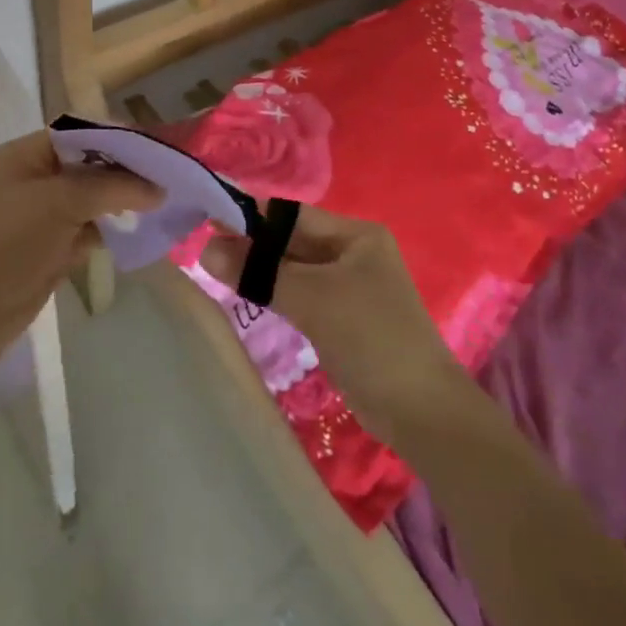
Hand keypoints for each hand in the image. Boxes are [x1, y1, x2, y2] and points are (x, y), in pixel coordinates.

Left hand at [0, 131, 162, 368]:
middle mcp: (36, 178)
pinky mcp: (51, 248)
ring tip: (165, 203)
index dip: (121, 138)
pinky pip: (90, 230)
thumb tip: (158, 188)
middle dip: (128, 170)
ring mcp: (43, 215)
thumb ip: (112, 187)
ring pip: (93, 199)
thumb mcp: (60, 202)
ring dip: (124, 201)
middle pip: (91, 164)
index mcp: (28, 154)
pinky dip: (113, 230)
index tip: (160, 149)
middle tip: (170, 178)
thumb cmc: (7, 243)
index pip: (82, 132)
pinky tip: (142, 232)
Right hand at [199, 205, 469, 445]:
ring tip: (216, 270)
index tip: (207, 219)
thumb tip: (206, 248)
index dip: (251, 216)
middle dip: (252, 245)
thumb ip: (259, 271)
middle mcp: (354, 253)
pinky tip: (249, 296)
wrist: (422, 410)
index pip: (292, 215)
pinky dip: (276, 294)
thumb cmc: (370, 337)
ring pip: (295, 270)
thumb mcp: (312, 298)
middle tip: (203, 248)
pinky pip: (302, 295)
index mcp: (356, 234)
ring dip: (261, 271)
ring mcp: (351, 287)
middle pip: (293, 242)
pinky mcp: (345, 318)